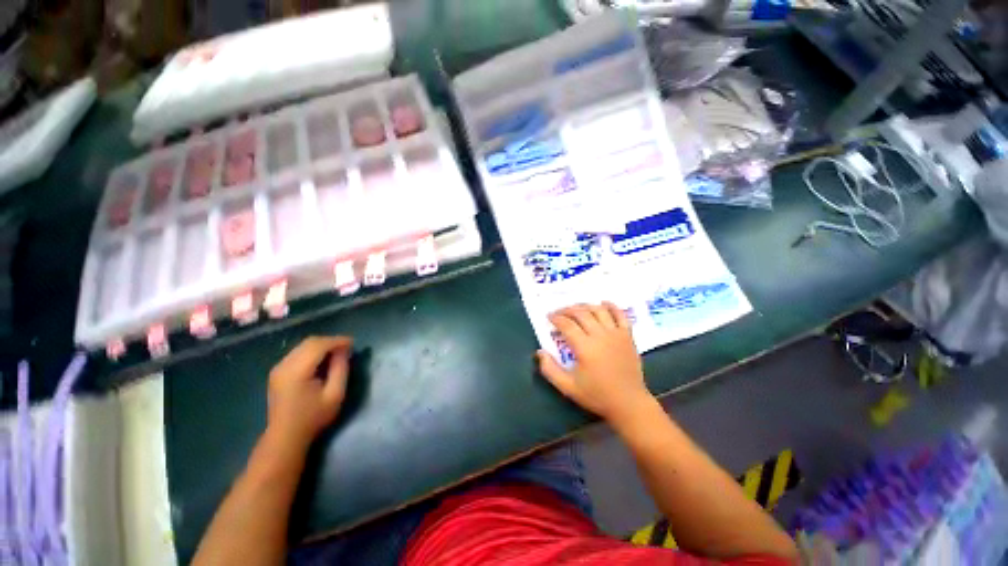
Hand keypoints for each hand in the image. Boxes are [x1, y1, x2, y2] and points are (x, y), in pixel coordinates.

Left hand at [267, 336, 353, 446]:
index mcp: (297, 371)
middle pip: (310, 342)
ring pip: (303, 345)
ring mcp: (278, 368)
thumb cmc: (313, 417)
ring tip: (337, 352)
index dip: (337, 341)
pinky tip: (323, 359)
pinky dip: (313, 351)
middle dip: (330, 341)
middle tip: (347, 348)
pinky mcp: (278, 371)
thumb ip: (340, 369)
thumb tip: (344, 351)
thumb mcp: (335, 394)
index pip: (318, 345)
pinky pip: (298, 352)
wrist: (285, 436)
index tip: (353, 343)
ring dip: (322, 345)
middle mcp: (284, 365)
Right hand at [537, 303, 654, 424]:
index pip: (567, 325)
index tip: (548, 317)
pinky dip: (611, 306)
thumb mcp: (568, 387)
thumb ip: (550, 370)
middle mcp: (600, 336)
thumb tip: (540, 352)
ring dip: (585, 306)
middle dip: (567, 309)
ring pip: (598, 310)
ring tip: (576, 308)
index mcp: (585, 347)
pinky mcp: (628, 336)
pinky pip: (620, 315)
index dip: (556, 318)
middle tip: (559, 312)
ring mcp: (616, 334)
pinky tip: (603, 303)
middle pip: (581, 313)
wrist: (629, 403)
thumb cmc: (597, 395)